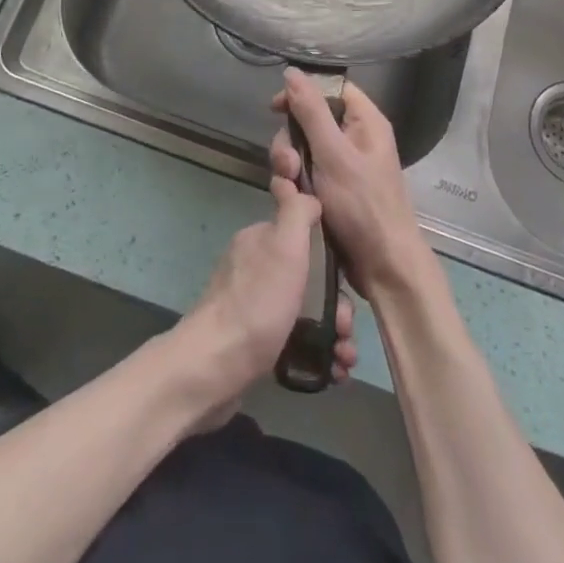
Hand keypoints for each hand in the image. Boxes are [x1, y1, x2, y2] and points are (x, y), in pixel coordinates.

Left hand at [177, 174, 356, 418]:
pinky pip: (296, 341)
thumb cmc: (257, 302)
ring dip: (334, 334)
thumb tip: (306, 191)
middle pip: (311, 280)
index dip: (333, 261)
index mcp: (260, 242)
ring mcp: (255, 307)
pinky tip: (333, 372)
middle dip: (338, 306)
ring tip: (344, 359)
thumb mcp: (284, 246)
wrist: (215, 368)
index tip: (348, 285)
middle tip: (345, 330)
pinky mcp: (256, 343)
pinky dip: (319, 354)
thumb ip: (296, 212)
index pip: (306, 239)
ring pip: (307, 313)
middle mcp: (256, 269)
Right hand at [272, 68, 430, 297]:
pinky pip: (304, 174)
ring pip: (302, 150)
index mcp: (365, 122)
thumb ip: (310, 112)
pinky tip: (290, 200)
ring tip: (291, 188)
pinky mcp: (331, 190)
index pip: (331, 89)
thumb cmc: (363, 205)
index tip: (276, 107)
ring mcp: (342, 167)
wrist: (383, 266)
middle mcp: (354, 139)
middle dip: (291, 140)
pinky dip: (294, 185)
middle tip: (289, 164)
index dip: (303, 93)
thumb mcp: (333, 154)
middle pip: (309, 120)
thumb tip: (292, 72)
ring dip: (289, 166)